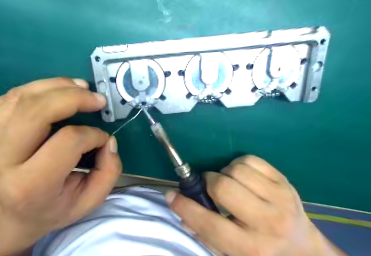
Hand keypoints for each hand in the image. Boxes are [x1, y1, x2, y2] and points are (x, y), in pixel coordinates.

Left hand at [0, 77, 122, 254]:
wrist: (18, 214)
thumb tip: (108, 140)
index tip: (104, 139)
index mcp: (32, 184)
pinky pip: (12, 97)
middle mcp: (4, 160)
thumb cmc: (57, 208)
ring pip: (22, 98)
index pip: (67, 141)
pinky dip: (39, 87)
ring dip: (57, 86)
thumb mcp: (92, 200)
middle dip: (74, 98)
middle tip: (98, 99)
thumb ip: (109, 171)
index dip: (93, 135)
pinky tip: (59, 91)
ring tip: (81, 87)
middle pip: (36, 112)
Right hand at [166, 155, 346, 255]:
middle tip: (209, 186)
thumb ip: (202, 232)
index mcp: (250, 247)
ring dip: (224, 173)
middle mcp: (267, 222)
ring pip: (236, 170)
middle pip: (223, 187)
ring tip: (228, 183)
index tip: (171, 195)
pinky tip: (242, 177)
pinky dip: (238, 165)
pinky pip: (250, 160)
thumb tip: (179, 206)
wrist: (304, 251)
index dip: (185, 207)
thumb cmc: (261, 253)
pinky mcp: (284, 181)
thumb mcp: (230, 253)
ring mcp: (279, 198)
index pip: (208, 223)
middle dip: (208, 182)